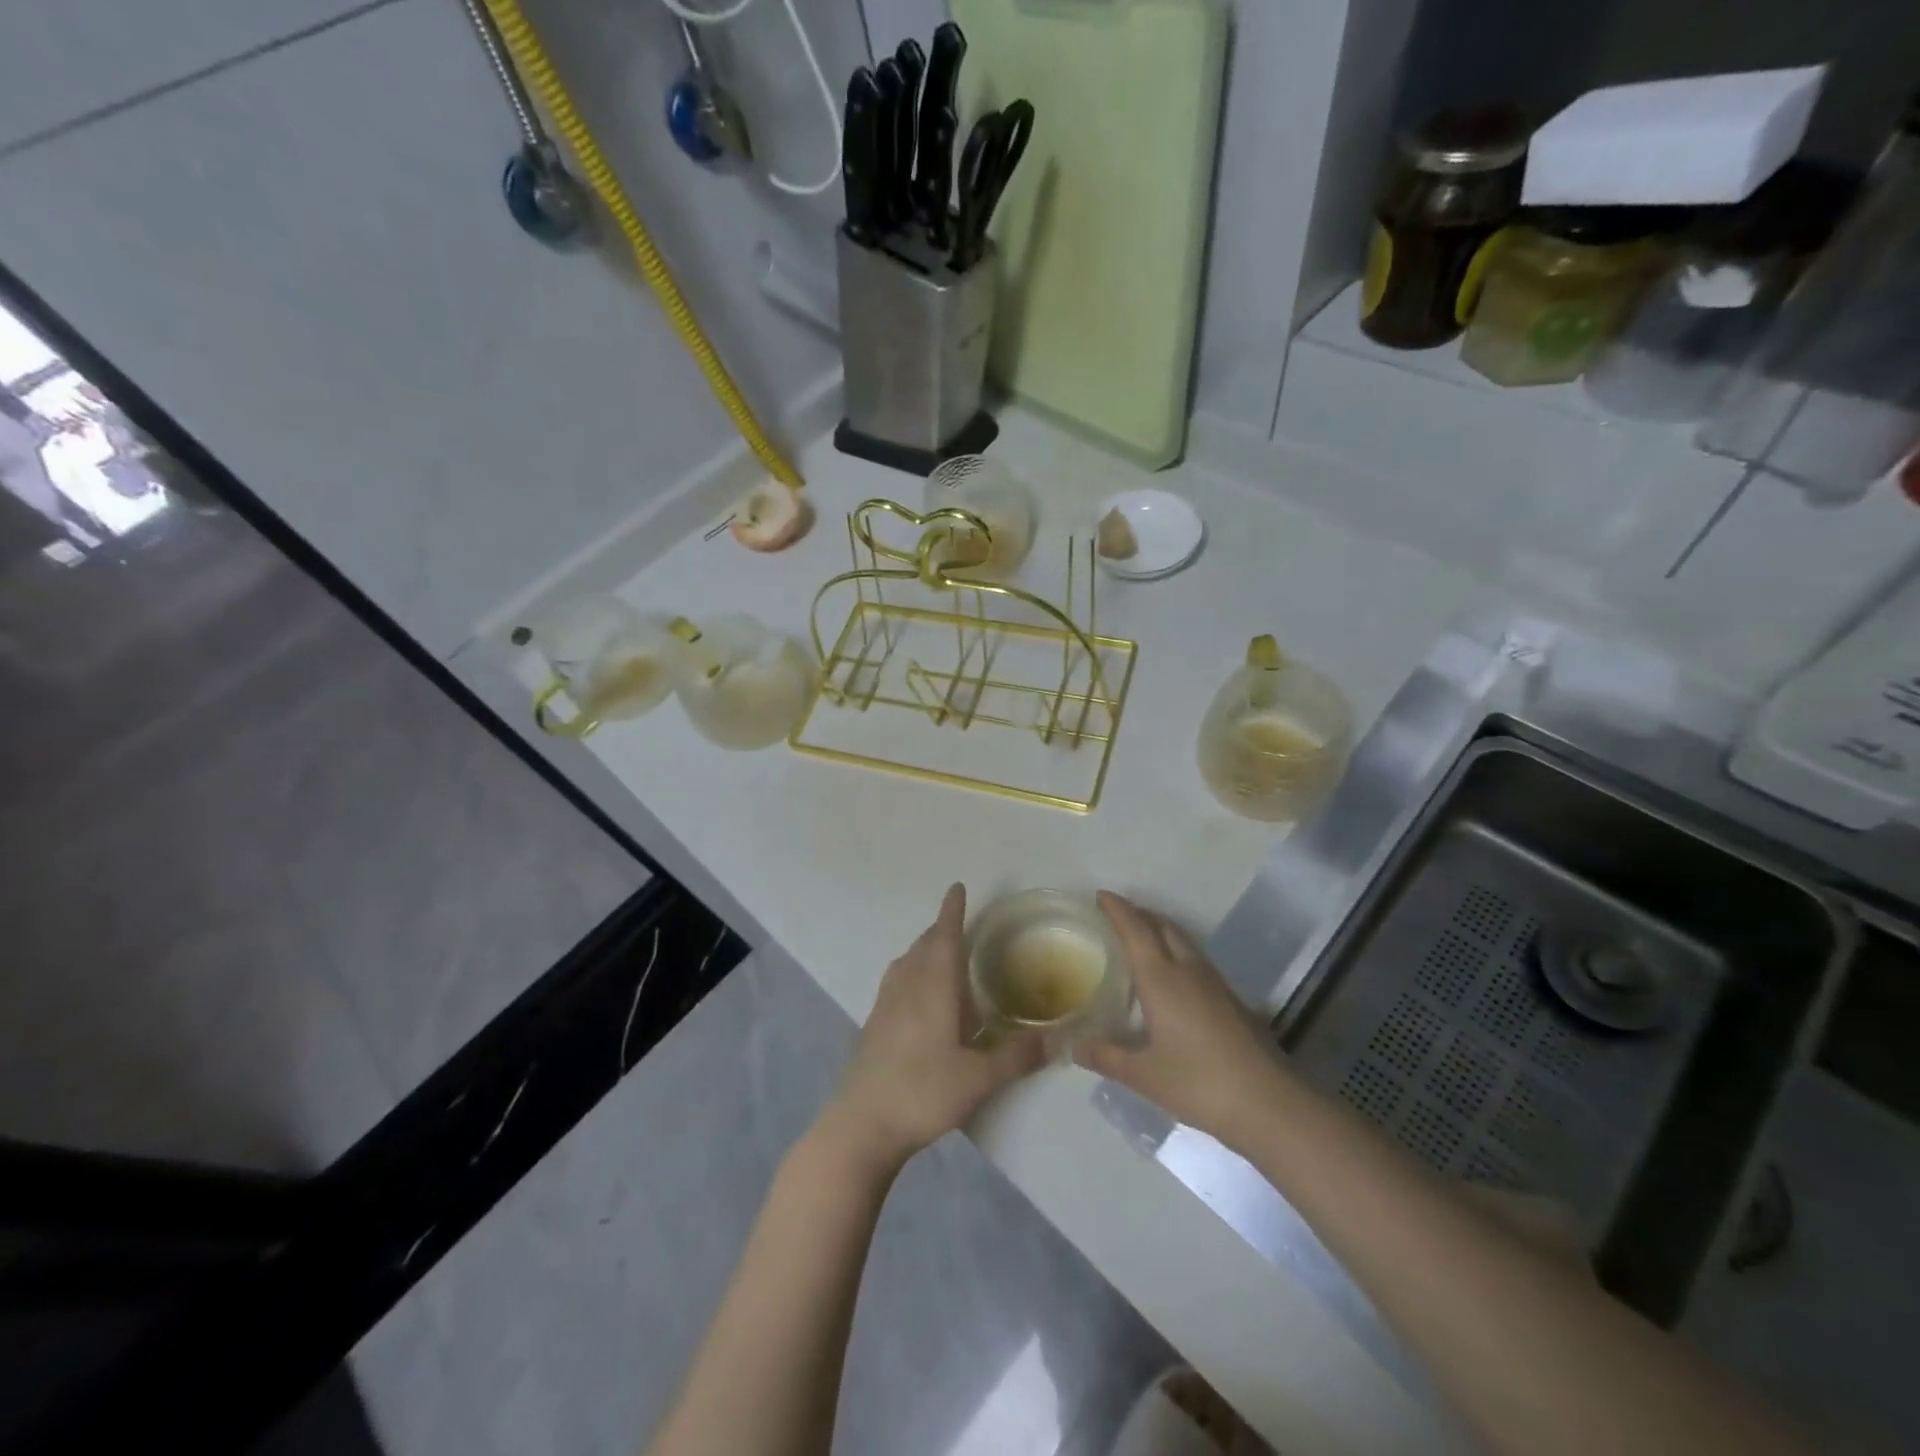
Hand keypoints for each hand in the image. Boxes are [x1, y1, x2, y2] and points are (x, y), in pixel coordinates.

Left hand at [828, 884, 1044, 1169]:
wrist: (861, 1125)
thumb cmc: (922, 1093)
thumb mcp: (978, 1079)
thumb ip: (1016, 1056)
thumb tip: (1055, 1039)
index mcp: (932, 987)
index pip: (944, 937)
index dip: (952, 912)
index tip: (957, 887)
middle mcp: (906, 986)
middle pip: (924, 946)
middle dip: (941, 929)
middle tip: (959, 923)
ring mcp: (885, 1004)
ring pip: (907, 962)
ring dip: (925, 949)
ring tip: (942, 953)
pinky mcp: (874, 1024)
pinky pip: (897, 981)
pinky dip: (912, 971)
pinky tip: (920, 996)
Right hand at [1074, 893, 1289, 1152]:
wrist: (1270, 1104)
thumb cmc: (1199, 1083)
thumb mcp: (1143, 1075)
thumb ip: (1106, 1056)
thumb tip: (1074, 1046)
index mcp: (1161, 978)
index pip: (1136, 929)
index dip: (1118, 909)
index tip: (1101, 895)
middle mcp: (1188, 970)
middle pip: (1163, 926)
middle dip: (1140, 914)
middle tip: (1118, 915)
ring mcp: (1216, 983)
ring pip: (1184, 941)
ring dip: (1161, 930)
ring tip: (1142, 939)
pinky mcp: (1233, 1000)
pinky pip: (1197, 960)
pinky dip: (1178, 953)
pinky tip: (1173, 978)